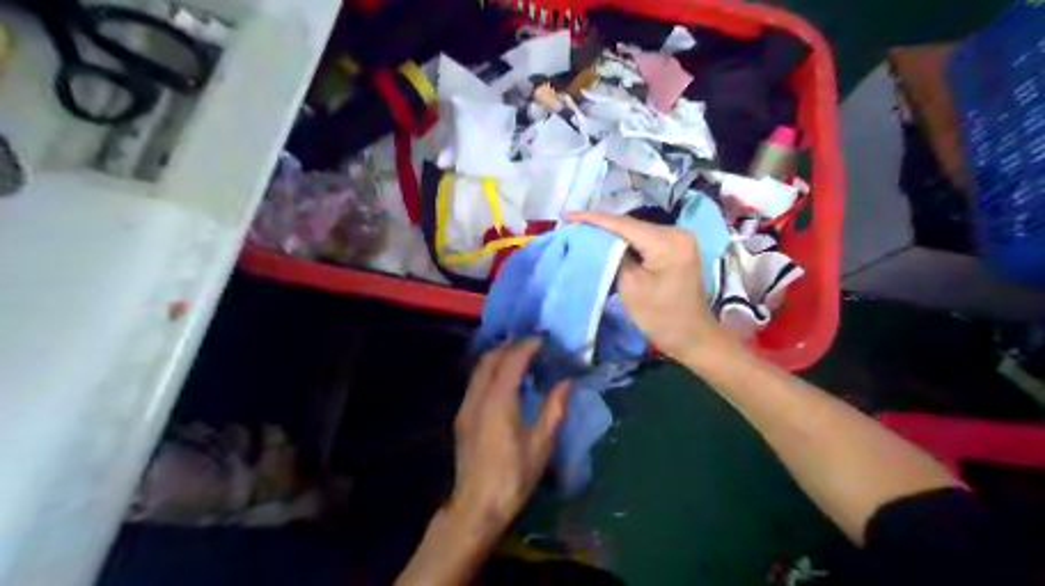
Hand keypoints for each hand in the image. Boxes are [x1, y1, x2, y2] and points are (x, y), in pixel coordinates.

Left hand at [449, 339, 568, 530]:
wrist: (476, 507)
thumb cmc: (513, 478)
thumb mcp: (540, 445)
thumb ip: (553, 409)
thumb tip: (565, 383)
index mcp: (498, 402)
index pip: (511, 361)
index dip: (527, 346)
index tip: (544, 340)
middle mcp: (477, 398)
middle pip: (490, 358)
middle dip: (511, 345)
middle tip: (533, 345)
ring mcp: (465, 406)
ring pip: (479, 368)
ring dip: (498, 356)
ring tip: (521, 356)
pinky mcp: (461, 417)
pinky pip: (475, 381)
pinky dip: (490, 370)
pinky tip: (505, 379)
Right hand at [565, 211, 729, 360]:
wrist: (692, 336)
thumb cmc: (661, 317)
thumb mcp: (631, 287)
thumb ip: (613, 256)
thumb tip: (597, 239)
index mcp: (668, 241)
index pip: (624, 224)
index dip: (592, 218)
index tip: (566, 214)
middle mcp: (676, 231)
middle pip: (630, 224)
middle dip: (600, 224)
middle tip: (570, 223)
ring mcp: (677, 238)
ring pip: (635, 230)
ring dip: (610, 231)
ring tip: (582, 229)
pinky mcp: (674, 247)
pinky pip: (643, 239)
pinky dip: (623, 240)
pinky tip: (604, 240)